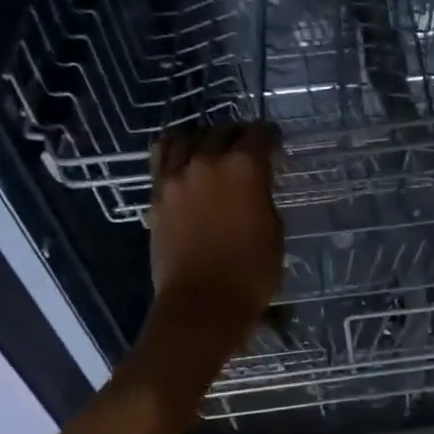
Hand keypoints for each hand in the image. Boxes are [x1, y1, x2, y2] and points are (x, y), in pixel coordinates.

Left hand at [148, 122, 283, 339]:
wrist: (202, 304)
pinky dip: (176, 150)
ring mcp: (176, 175)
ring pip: (189, 137)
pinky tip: (184, 159)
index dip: (271, 138)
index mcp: (244, 167)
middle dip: (239, 136)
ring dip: (206, 139)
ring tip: (213, 151)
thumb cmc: (251, 273)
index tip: (276, 148)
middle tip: (248, 152)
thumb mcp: (275, 230)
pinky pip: (162, 156)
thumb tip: (256, 186)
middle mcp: (208, 161)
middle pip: (224, 130)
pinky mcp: (157, 193)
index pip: (260, 133)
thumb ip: (264, 197)